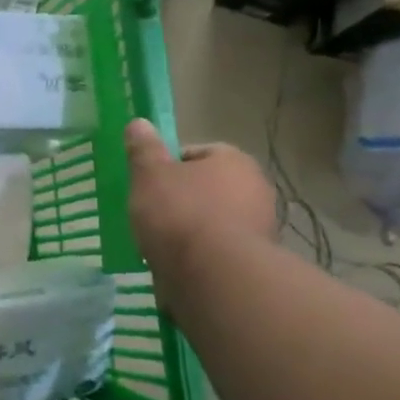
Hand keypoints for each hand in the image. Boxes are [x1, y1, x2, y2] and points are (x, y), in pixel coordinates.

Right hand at [123, 119, 276, 280]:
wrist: (214, 276)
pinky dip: (200, 256)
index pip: (198, 153)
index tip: (149, 182)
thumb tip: (138, 123)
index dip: (170, 165)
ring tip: (161, 243)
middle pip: (209, 187)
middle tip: (152, 212)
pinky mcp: (254, 263)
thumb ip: (143, 149)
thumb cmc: (179, 213)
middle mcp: (256, 189)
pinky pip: (219, 251)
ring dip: (191, 229)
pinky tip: (177, 265)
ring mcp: (260, 228)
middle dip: (183, 198)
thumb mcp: (149, 174)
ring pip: (214, 220)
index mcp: (234, 161)